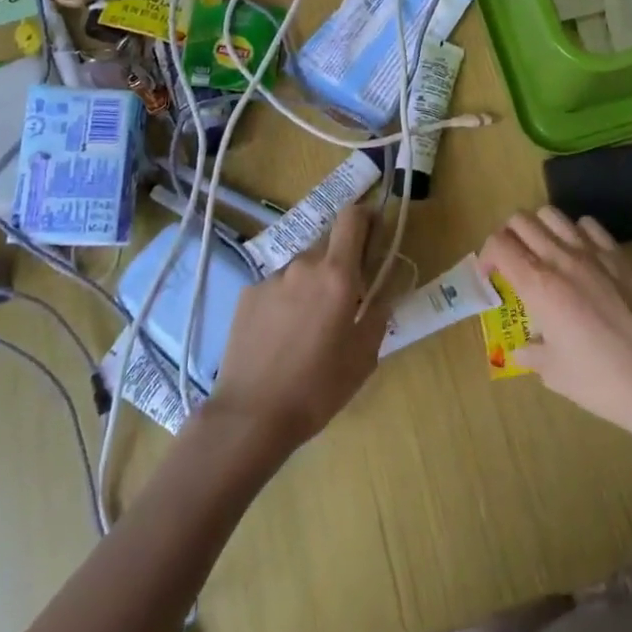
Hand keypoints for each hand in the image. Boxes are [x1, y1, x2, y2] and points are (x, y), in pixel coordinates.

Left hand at [208, 206, 385, 455]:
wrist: (251, 415)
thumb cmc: (318, 388)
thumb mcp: (364, 355)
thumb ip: (379, 312)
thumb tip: (384, 289)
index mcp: (337, 275)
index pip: (351, 218)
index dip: (365, 216)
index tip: (374, 232)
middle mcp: (303, 265)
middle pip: (328, 245)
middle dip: (340, 263)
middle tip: (344, 300)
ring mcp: (271, 279)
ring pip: (301, 269)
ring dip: (311, 284)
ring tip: (308, 326)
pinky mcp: (247, 295)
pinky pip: (277, 287)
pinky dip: (286, 301)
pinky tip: (281, 337)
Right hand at [479, 207, 631, 450]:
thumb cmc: (600, 381)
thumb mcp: (554, 373)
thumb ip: (532, 353)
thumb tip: (523, 349)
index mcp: (538, 286)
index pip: (498, 245)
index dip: (486, 256)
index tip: (491, 276)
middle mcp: (561, 259)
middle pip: (520, 221)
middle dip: (508, 237)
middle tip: (512, 262)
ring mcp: (593, 253)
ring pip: (552, 214)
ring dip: (539, 228)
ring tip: (543, 253)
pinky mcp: (620, 256)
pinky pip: (588, 225)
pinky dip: (575, 232)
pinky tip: (580, 256)